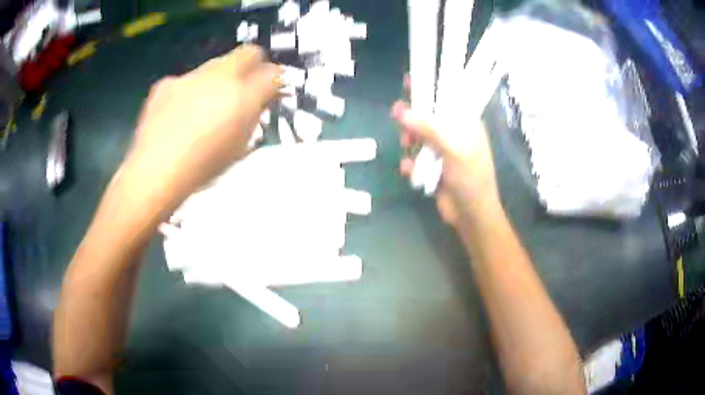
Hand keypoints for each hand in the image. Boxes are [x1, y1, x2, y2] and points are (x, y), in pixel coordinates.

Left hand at [123, 45, 281, 211]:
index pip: (273, 73)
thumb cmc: (202, 169)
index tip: (271, 91)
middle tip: (245, 87)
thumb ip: (253, 118)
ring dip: (218, 80)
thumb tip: (260, 101)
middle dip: (253, 66)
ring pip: (215, 65)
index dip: (275, 81)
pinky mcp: (167, 83)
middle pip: (248, 53)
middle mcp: (219, 78)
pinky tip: (178, 115)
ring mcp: (190, 77)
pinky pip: (186, 80)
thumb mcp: (239, 147)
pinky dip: (189, 92)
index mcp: (242, 97)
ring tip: (205, 107)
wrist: (154, 173)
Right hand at [391, 76, 499, 226]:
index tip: (410, 81)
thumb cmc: (470, 178)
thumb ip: (428, 128)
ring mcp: (442, 151)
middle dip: (413, 118)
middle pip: (428, 116)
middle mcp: (454, 133)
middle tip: (398, 118)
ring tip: (409, 149)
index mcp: (466, 123)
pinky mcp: (432, 167)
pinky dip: (411, 163)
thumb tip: (400, 111)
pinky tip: (411, 171)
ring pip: (418, 137)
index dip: (430, 87)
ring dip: (410, 142)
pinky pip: (415, 158)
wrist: (470, 215)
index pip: (447, 97)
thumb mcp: (453, 148)